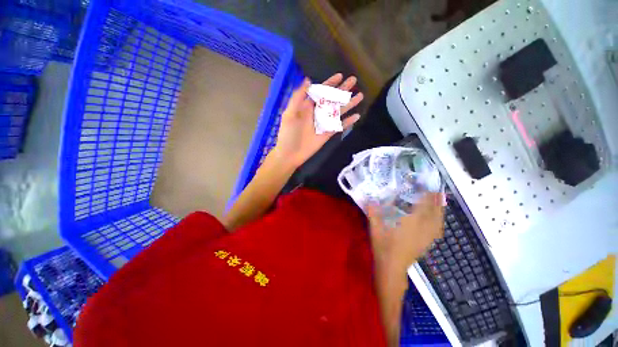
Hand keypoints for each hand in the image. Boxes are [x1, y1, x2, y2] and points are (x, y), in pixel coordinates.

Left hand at [271, 73, 363, 168]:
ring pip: (338, 111)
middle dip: (342, 90)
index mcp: (307, 106)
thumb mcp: (289, 113)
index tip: (340, 76)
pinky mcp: (328, 133)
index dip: (330, 83)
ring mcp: (323, 123)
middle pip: (332, 99)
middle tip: (354, 80)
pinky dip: (348, 122)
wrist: (290, 154)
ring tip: (360, 96)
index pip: (321, 92)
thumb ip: (298, 97)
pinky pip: (339, 126)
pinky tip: (357, 116)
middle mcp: (317, 113)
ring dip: (349, 104)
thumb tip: (308, 80)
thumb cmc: (288, 134)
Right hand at [368, 193, 444, 275]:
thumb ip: (373, 213)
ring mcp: (427, 237)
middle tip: (435, 188)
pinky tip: (437, 218)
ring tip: (438, 200)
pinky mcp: (427, 243)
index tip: (426, 185)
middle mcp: (422, 229)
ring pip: (438, 220)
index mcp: (410, 224)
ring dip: (440, 209)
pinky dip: (439, 220)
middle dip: (436, 199)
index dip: (426, 194)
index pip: (422, 206)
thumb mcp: (375, 229)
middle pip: (434, 212)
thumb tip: (370, 199)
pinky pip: (438, 229)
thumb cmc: (383, 247)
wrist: (392, 268)